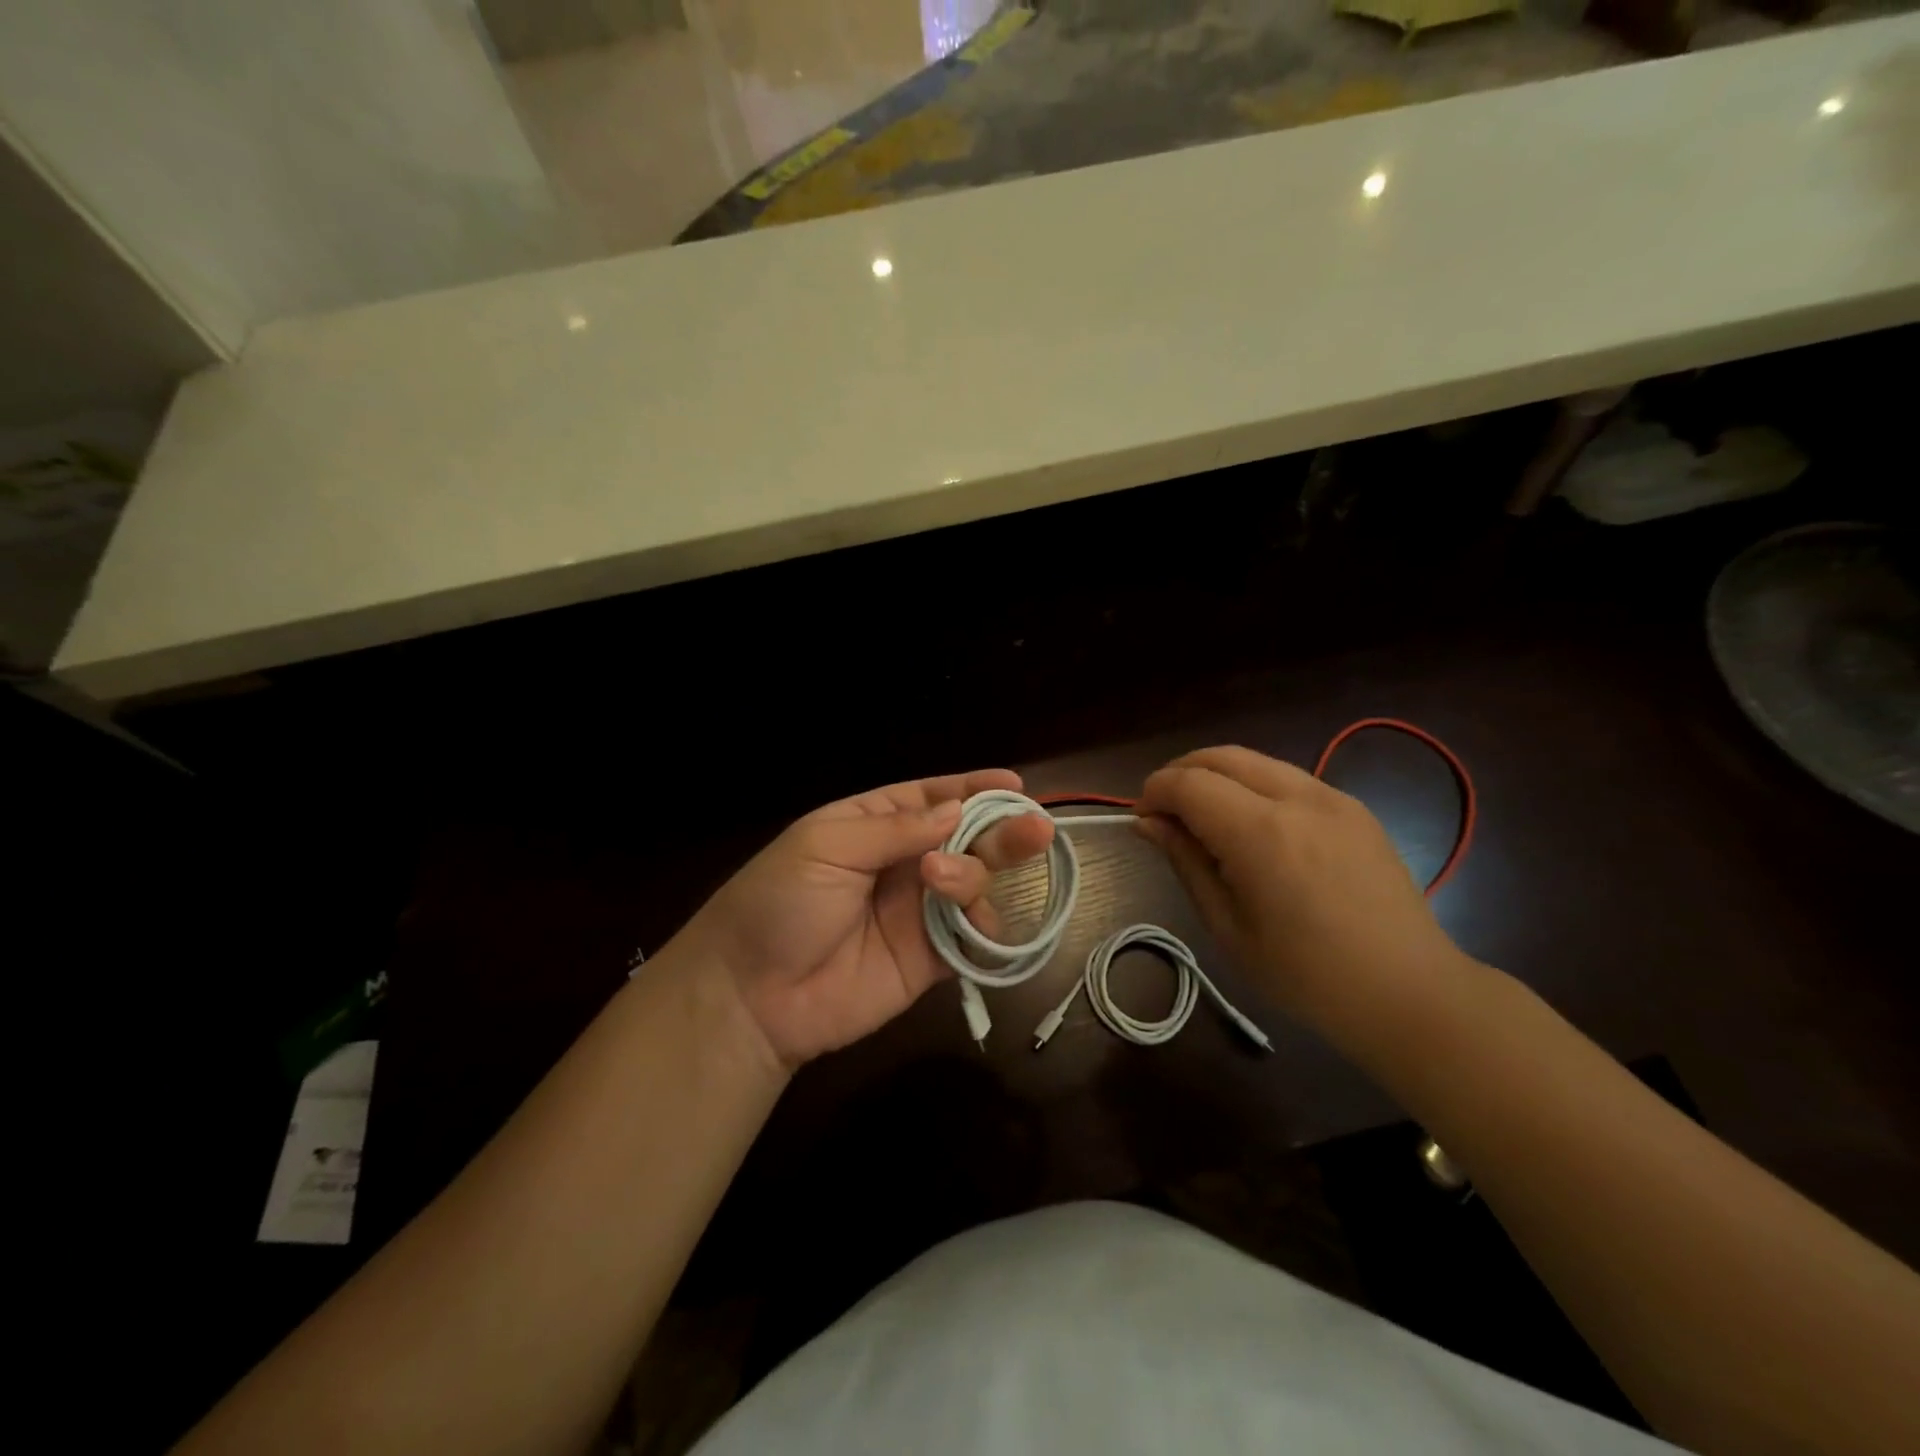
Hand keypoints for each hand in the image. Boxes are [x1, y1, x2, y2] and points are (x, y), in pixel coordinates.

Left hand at [679, 771, 1054, 1067]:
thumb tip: (956, 812)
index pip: (932, 798)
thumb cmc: (779, 902)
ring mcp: (919, 911)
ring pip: (974, 882)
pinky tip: (975, 921)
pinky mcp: (930, 958)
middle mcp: (903, 862)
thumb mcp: (826, 847)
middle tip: (1035, 827)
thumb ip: (895, 829)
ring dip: (975, 875)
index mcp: (874, 824)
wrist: (752, 996)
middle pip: (965, 838)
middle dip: (1000, 830)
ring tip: (944, 882)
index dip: (972, 790)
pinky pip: (973, 936)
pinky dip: (985, 926)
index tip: (1013, 785)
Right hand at [1136, 746, 1467, 1036]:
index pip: (1189, 784)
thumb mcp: (1228, 927)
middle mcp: (1298, 799)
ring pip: (1256, 761)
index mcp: (1261, 833)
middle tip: (1163, 810)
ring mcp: (1333, 798)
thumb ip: (1186, 863)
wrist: (1408, 991)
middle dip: (1180, 773)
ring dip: (1217, 776)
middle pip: (1221, 756)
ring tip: (1202, 815)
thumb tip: (1148, 823)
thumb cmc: (1305, 975)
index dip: (1154, 792)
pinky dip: (1253, 786)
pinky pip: (1288, 778)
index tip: (1142, 820)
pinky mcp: (1354, 808)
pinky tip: (1251, 825)